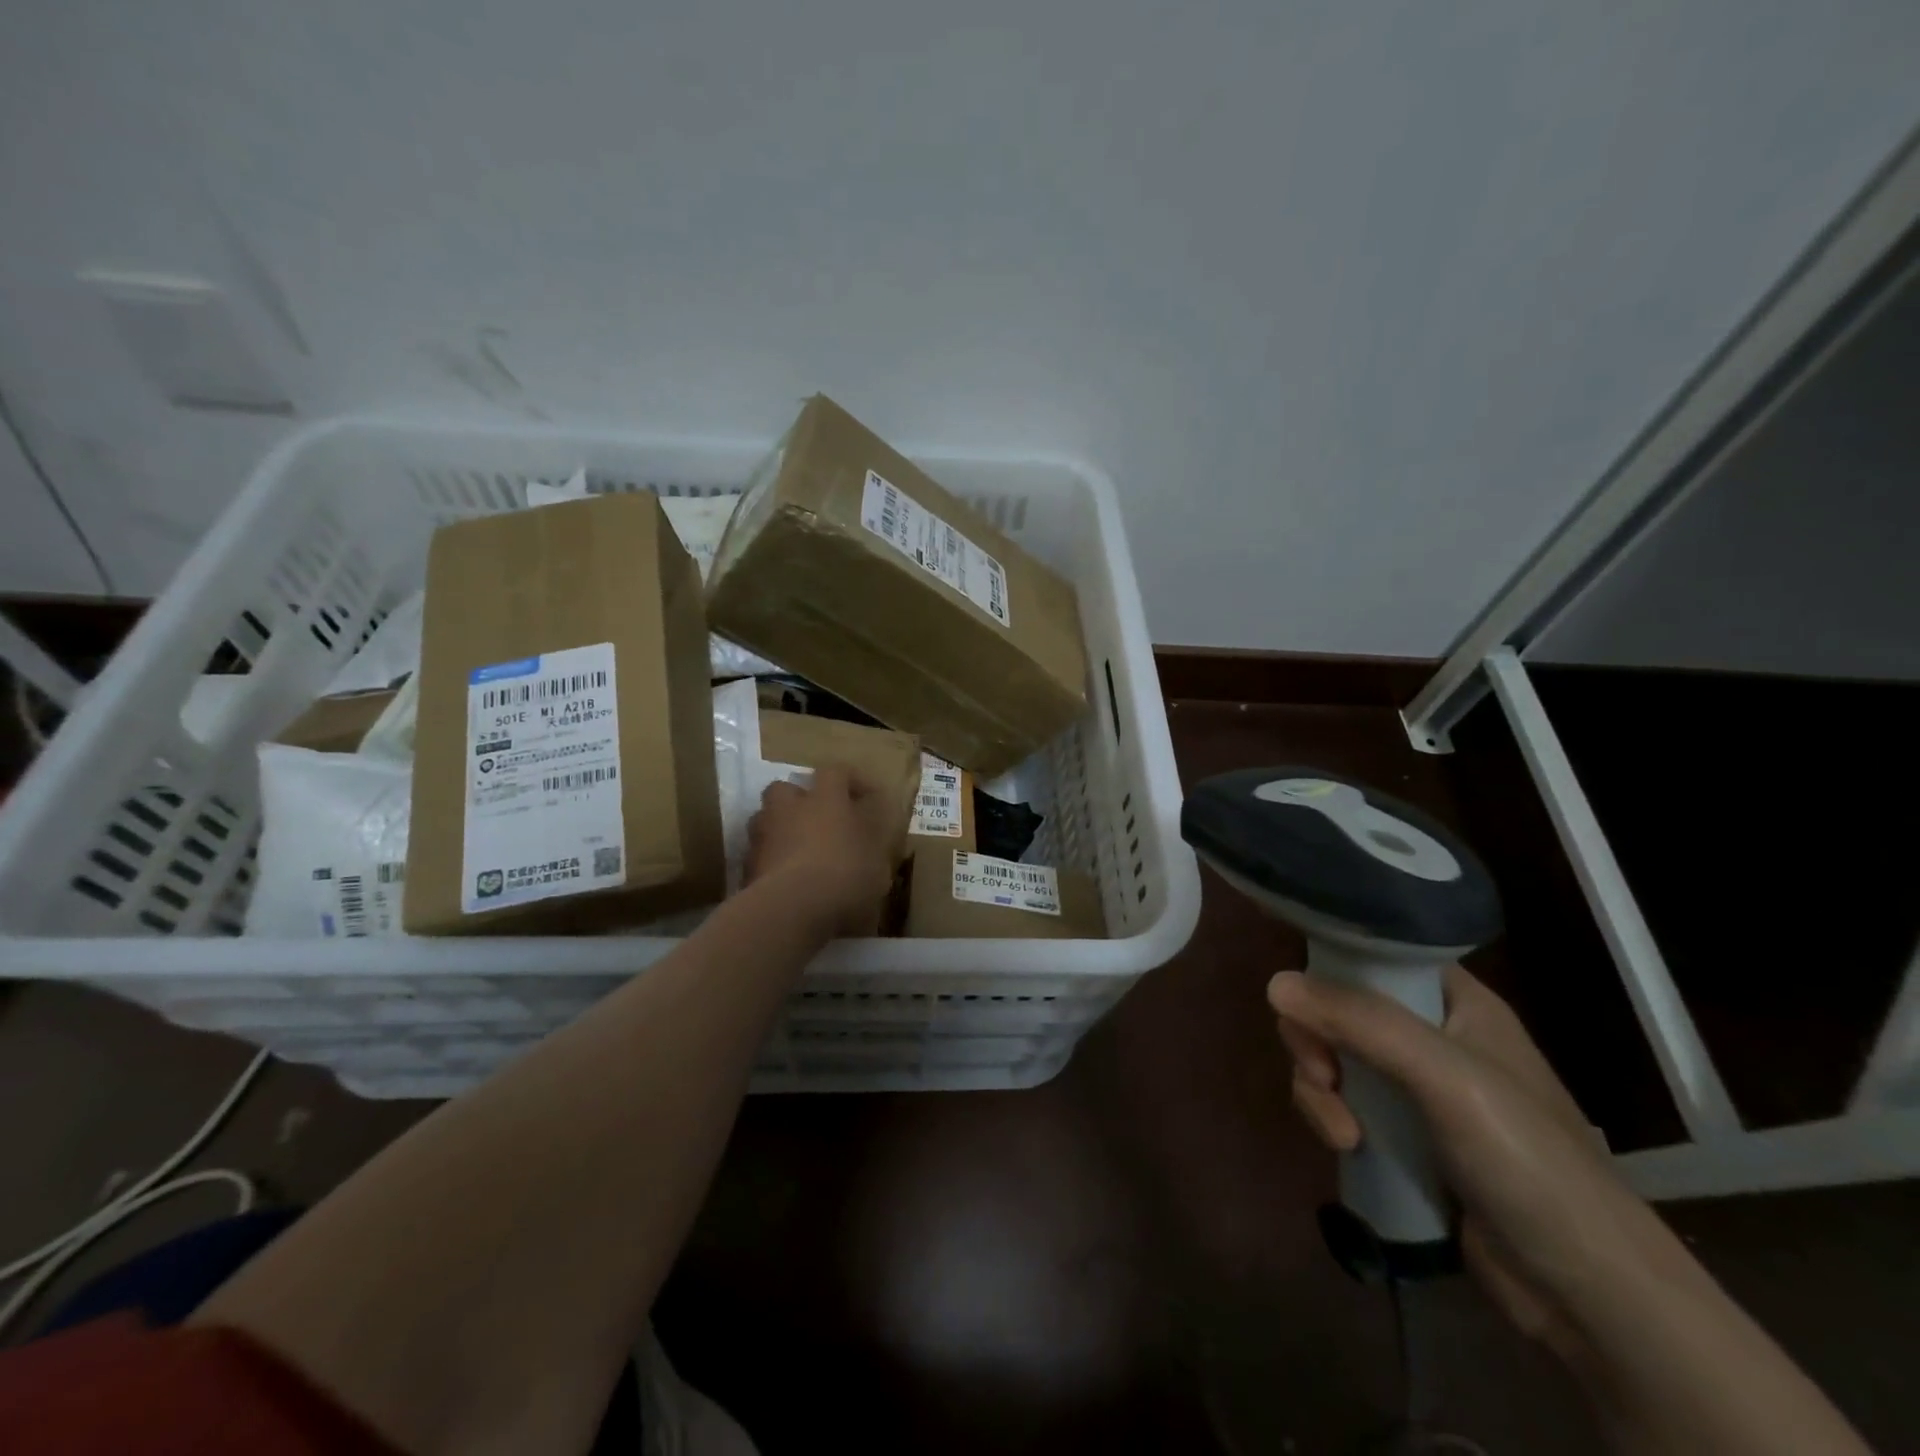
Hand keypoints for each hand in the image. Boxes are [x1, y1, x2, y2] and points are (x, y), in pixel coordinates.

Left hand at [745, 763, 895, 936]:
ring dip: (780, 829)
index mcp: (826, 800)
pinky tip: (783, 880)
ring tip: (796, 850)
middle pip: (785, 788)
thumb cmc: (843, 878)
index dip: (852, 781)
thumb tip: (869, 841)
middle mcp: (790, 809)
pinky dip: (769, 861)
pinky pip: (758, 854)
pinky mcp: (745, 866)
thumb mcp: (877, 866)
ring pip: (765, 819)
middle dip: (799, 800)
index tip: (866, 798)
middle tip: (817, 819)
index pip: (836, 772)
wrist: (789, 910)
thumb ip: (871, 848)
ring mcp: (762, 836)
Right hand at [1269, 965, 1646, 1360]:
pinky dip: (1329, 1118)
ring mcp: (1413, 1088)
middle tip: (1321, 1074)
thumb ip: (1362, 1023)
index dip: (1331, 963)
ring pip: (1331, 1056)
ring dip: (1318, 1087)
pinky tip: (1345, 1148)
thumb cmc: (1528, 1161)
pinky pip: (1340, 1103)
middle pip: (1339, 1006)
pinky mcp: (1399, 1136)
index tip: (1297, 992)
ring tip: (1340, 1131)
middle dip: (1315, 1039)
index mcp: (1456, 1003)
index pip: (1377, 955)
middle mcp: (1430, 1036)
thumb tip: (1274, 984)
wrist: (1587, 1293)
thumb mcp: (1446, 1078)